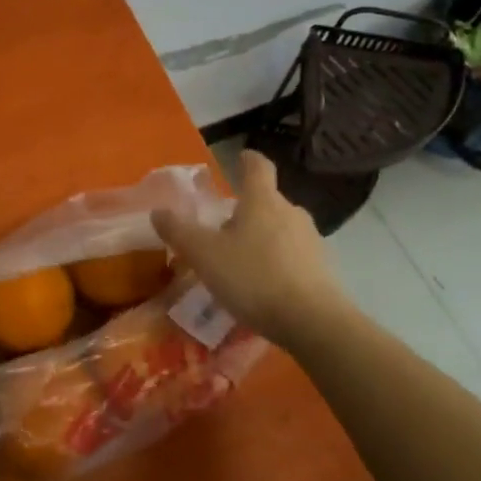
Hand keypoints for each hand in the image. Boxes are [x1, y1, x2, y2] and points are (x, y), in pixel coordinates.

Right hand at [152, 151, 353, 349]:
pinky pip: (294, 256)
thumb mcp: (205, 256)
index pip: (258, 167)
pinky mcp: (323, 268)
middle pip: (268, 200)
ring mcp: (311, 240)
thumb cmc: (254, 278)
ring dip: (263, 237)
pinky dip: (278, 262)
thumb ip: (179, 232)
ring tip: (242, 261)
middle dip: (248, 209)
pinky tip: (265, 286)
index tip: (241, 157)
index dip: (248, 160)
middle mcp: (291, 212)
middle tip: (224, 227)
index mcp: (262, 200)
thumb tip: (158, 211)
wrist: (313, 323)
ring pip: (282, 228)